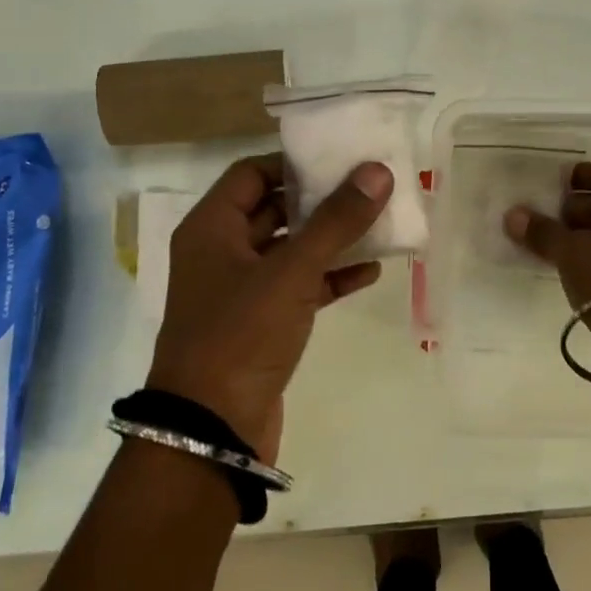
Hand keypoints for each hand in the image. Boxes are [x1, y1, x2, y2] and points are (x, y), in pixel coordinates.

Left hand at [147, 154, 391, 457]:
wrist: (212, 430)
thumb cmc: (241, 334)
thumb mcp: (292, 271)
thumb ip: (336, 220)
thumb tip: (377, 171)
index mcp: (211, 228)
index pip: (251, 173)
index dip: (292, 162)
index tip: (338, 159)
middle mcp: (221, 253)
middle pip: (274, 209)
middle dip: (320, 200)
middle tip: (368, 186)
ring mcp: (241, 291)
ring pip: (291, 250)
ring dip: (330, 239)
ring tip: (378, 224)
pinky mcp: (262, 325)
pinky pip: (300, 287)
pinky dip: (330, 277)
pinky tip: (370, 272)